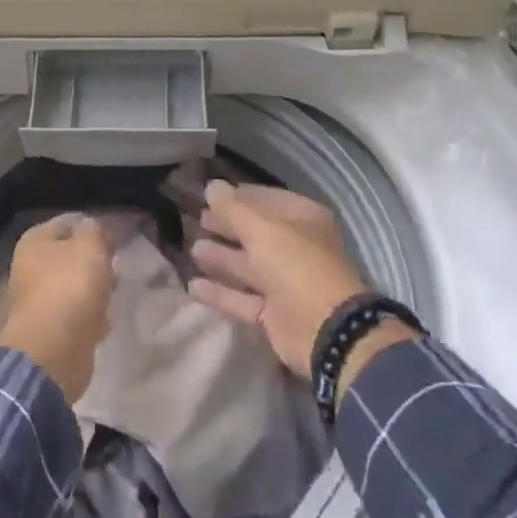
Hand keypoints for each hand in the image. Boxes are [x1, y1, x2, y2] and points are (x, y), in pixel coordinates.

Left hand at [0, 214, 114, 401]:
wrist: (54, 351)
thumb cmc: (70, 287)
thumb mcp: (90, 246)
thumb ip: (95, 230)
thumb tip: (93, 229)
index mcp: (34, 242)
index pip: (68, 223)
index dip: (94, 228)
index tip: (117, 238)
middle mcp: (30, 267)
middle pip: (70, 256)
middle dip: (95, 261)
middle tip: (117, 265)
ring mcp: (38, 301)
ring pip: (74, 286)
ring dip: (95, 289)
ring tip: (115, 292)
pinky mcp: (50, 330)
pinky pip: (76, 315)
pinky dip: (91, 317)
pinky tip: (106, 320)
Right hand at [187, 182, 367, 378]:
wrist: (324, 331)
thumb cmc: (296, 266)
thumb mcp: (262, 231)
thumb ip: (233, 209)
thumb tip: (211, 186)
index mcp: (304, 220)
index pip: (267, 200)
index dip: (239, 197)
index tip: (209, 195)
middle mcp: (296, 249)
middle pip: (255, 233)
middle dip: (227, 227)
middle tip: (197, 220)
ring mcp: (285, 284)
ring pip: (247, 267)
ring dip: (221, 258)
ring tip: (192, 249)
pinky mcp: (273, 315)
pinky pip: (242, 299)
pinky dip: (220, 293)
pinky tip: (193, 286)